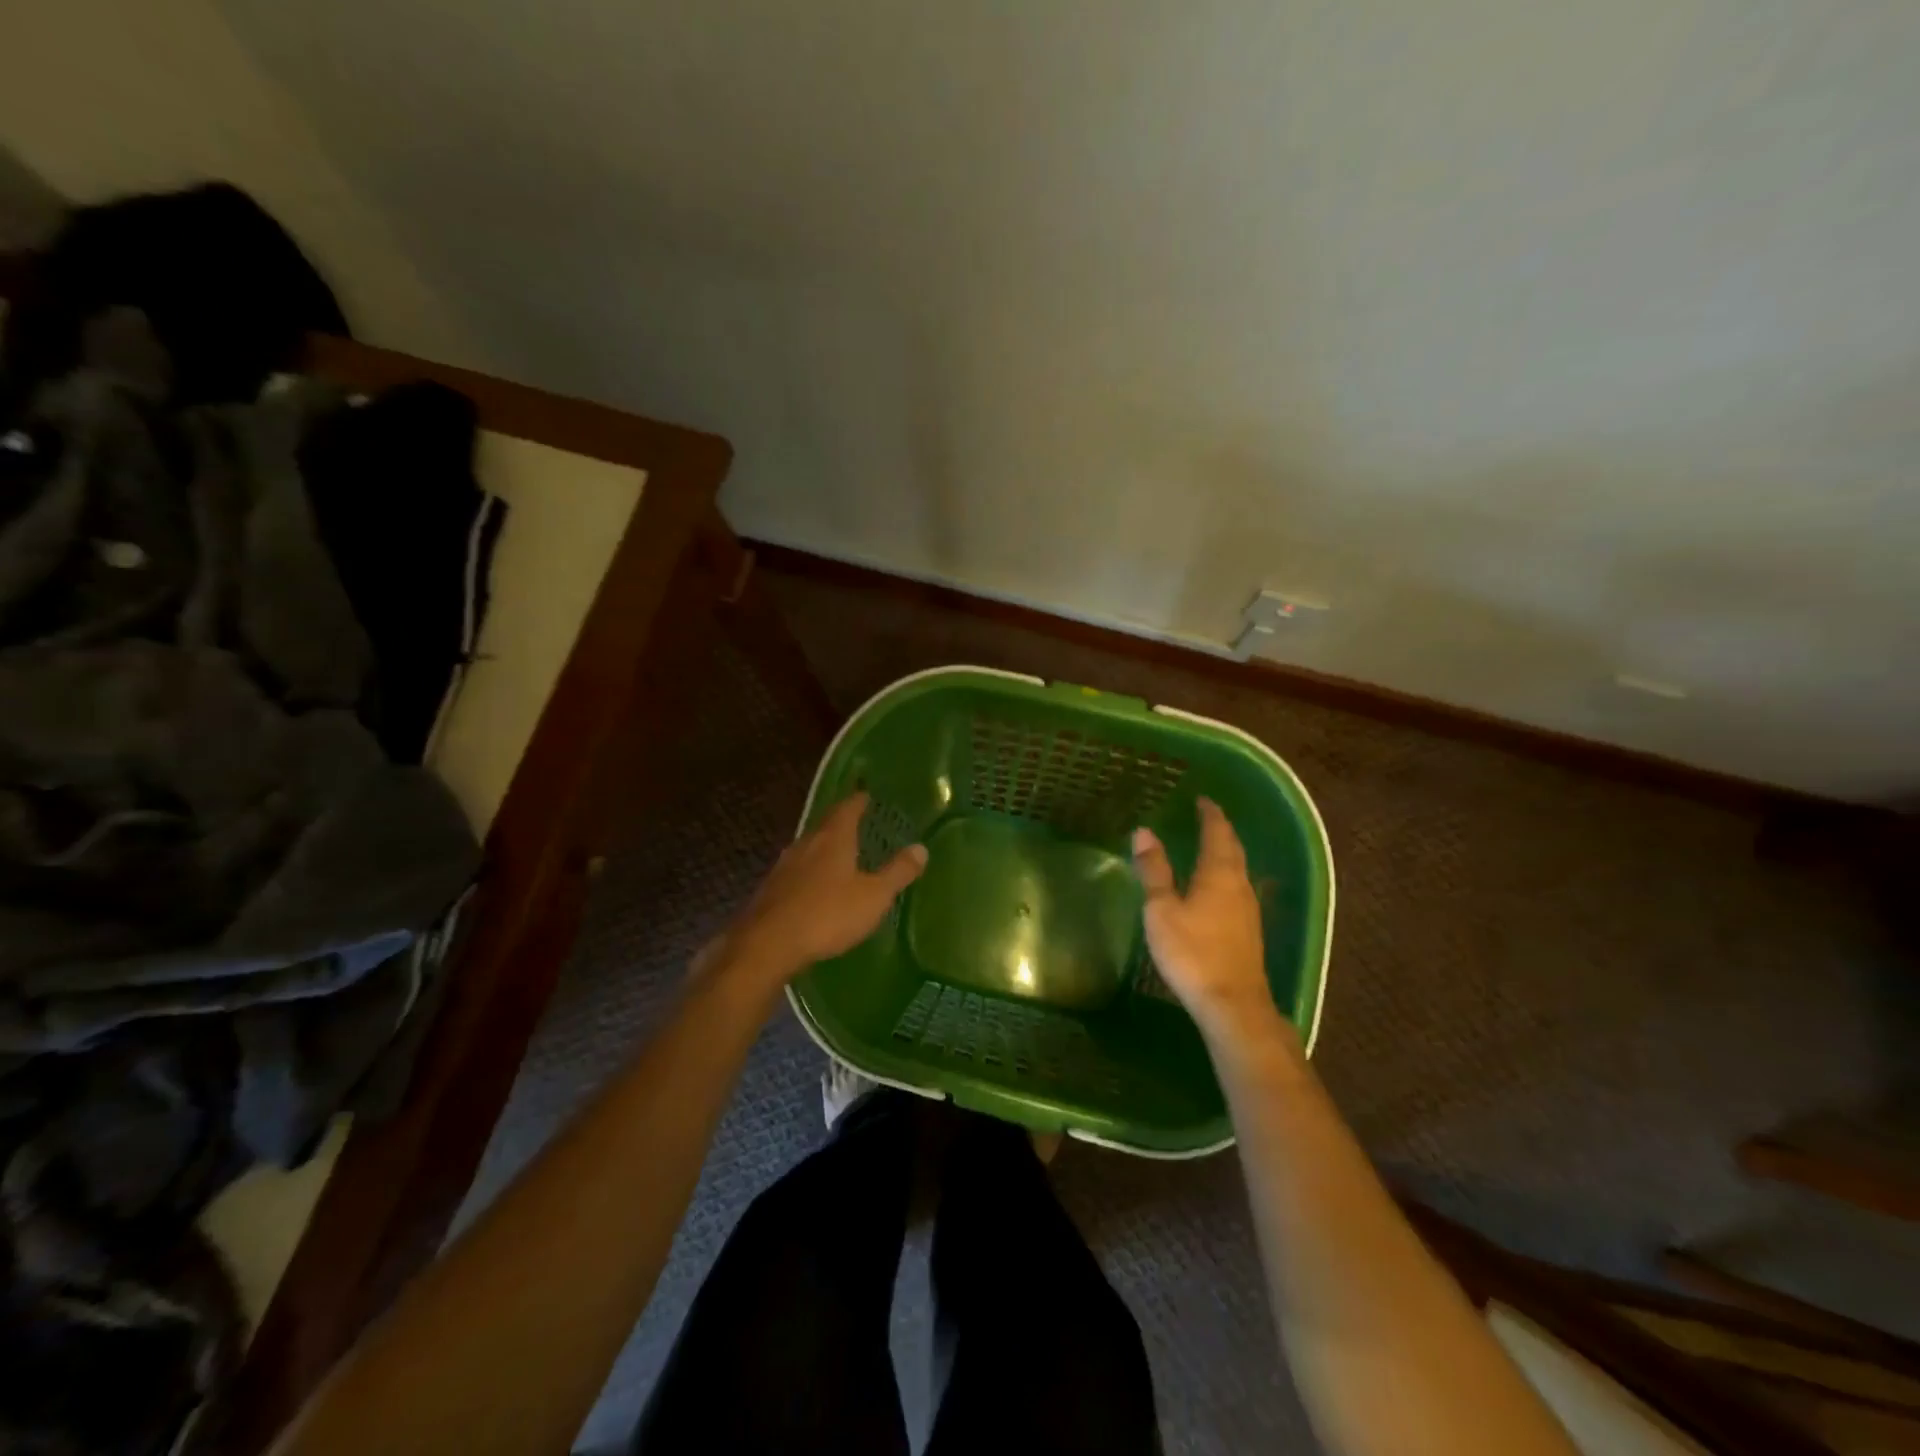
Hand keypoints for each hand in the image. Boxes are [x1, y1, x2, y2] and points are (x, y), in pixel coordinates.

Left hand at [720, 792, 926, 988]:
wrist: (768, 944)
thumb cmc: (828, 915)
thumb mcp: (874, 896)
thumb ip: (897, 872)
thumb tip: (921, 848)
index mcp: (833, 838)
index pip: (848, 808)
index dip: (859, 800)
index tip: (868, 795)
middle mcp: (806, 843)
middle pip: (826, 824)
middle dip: (841, 822)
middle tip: (858, 821)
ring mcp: (784, 866)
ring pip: (809, 847)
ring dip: (824, 846)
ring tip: (840, 852)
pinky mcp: (771, 889)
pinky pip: (796, 870)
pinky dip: (810, 871)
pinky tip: (815, 885)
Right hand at [1132, 798, 1285, 1046]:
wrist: (1232, 1004)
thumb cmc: (1192, 952)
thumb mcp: (1162, 909)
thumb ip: (1154, 870)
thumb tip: (1144, 831)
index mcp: (1218, 873)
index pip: (1217, 832)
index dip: (1210, 814)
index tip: (1202, 799)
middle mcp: (1239, 884)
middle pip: (1233, 848)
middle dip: (1220, 830)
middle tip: (1206, 816)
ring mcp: (1248, 909)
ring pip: (1238, 869)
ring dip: (1225, 852)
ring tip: (1209, 845)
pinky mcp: (1248, 930)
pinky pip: (1237, 887)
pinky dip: (1226, 874)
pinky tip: (1216, 886)